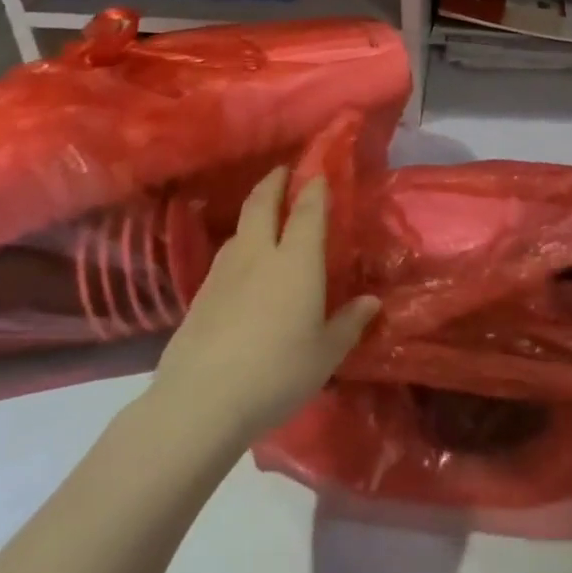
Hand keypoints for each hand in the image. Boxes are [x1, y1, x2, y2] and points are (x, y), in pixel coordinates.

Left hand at [146, 167, 378, 444]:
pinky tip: (242, 263)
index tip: (320, 173)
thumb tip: (371, 302)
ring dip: (253, 212)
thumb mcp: (327, 353)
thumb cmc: (278, 372)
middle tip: (283, 170)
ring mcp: (223, 274)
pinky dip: (239, 244)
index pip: (307, 212)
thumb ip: (350, 323)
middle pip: (262, 205)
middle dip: (273, 183)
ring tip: (263, 213)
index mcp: (296, 262)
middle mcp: (258, 256)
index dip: (315, 189)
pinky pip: (225, 256)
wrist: (201, 402)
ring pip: (239, 229)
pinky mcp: (200, 296)